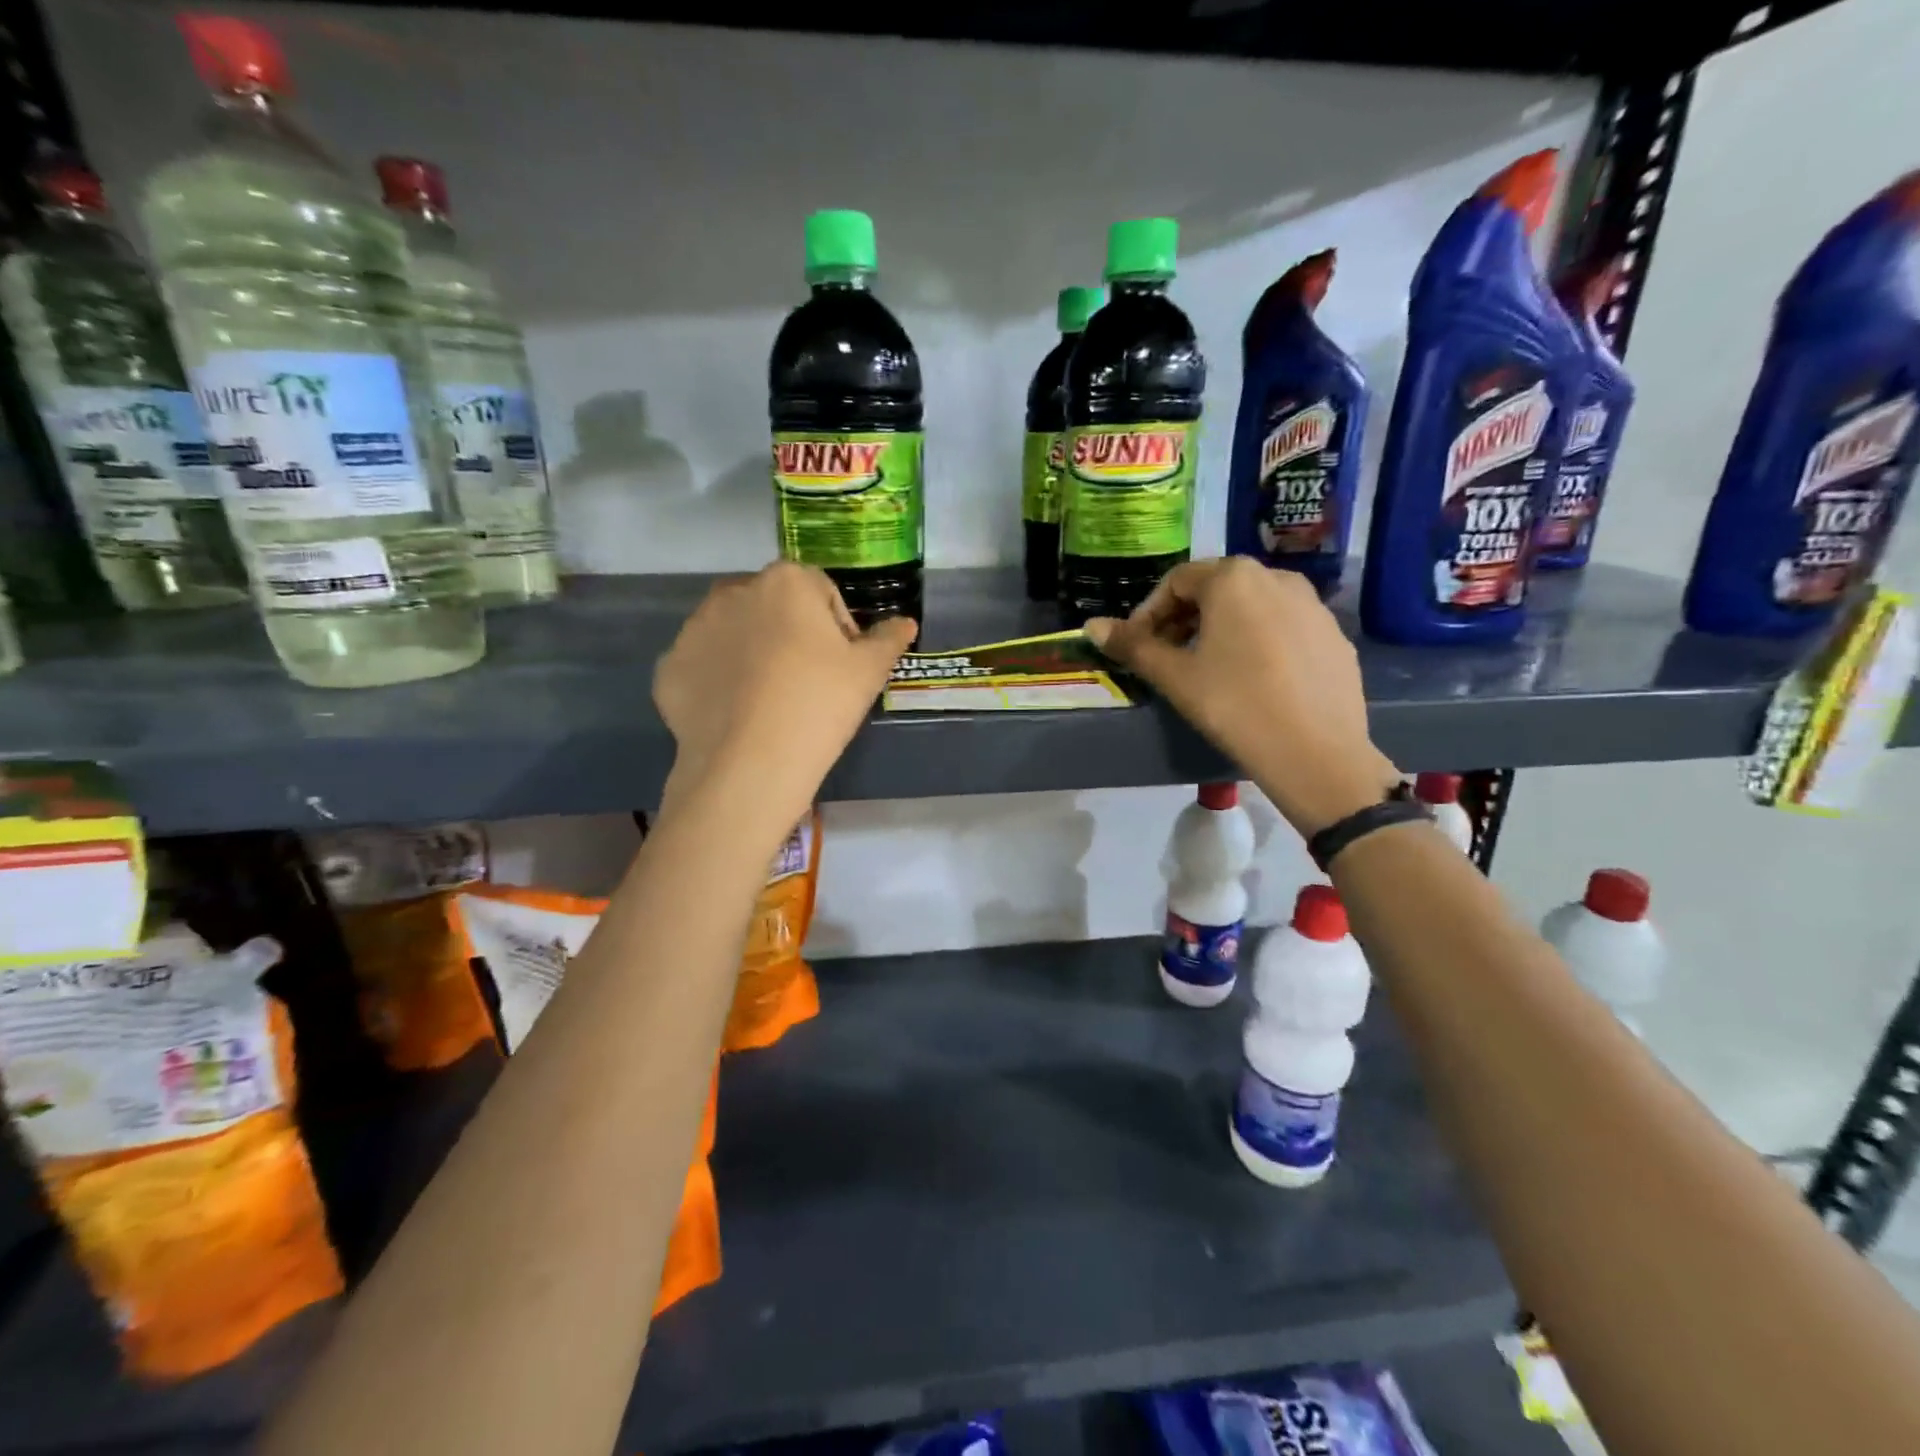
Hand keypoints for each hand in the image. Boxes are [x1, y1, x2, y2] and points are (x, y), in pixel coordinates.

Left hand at [653, 562, 915, 826]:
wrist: (749, 764)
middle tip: (807, 683)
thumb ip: (888, 639)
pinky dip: (719, 681)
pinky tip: (737, 715)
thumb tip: (904, 622)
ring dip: (752, 652)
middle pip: (774, 606)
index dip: (838, 628)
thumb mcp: (868, 673)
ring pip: (734, 632)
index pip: (821, 592)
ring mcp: (693, 629)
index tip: (842, 667)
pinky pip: (704, 666)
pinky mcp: (669, 667)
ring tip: (769, 701)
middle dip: (791, 633)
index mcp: (786, 581)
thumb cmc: (819, 705)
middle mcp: (734, 591)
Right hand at [1086, 558, 1398, 835]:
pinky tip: (1254, 680)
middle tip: (1167, 657)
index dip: (1148, 613)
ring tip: (1208, 668)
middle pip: (1216, 589)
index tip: (1137, 646)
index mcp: (1233, 578)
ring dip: (1221, 628)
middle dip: (1184, 618)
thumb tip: (1091, 626)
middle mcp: (1277, 577)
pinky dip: (1259, 641)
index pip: (1177, 581)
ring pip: (1253, 606)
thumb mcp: (1175, 676)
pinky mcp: (1334, 636)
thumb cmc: (1234, 705)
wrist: (1315, 752)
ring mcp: (1313, 605)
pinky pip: (1284, 627)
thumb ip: (1133, 646)